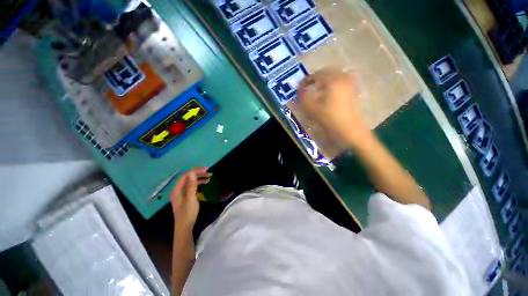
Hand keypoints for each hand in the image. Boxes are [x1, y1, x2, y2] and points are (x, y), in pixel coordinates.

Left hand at [170, 167, 210, 229]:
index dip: (195, 171)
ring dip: (199, 178)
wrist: (185, 227)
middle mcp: (178, 190)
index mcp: (177, 190)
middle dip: (198, 174)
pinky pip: (191, 186)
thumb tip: (192, 173)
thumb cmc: (188, 213)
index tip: (206, 170)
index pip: (185, 176)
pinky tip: (205, 184)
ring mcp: (181, 194)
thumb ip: (191, 186)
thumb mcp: (191, 199)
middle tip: (209, 173)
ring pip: (190, 182)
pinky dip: (198, 184)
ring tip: (209, 178)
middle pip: (187, 178)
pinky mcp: (185, 197)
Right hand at [296, 67, 369, 145]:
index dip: (305, 81)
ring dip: (323, 82)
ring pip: (334, 77)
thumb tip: (299, 91)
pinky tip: (327, 94)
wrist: (350, 129)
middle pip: (326, 73)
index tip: (299, 88)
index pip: (316, 75)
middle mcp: (343, 77)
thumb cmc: (330, 118)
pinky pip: (340, 82)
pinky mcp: (353, 90)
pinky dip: (331, 85)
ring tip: (316, 91)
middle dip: (315, 79)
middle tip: (307, 87)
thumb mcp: (312, 108)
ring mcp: (350, 83)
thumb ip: (303, 98)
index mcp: (332, 79)